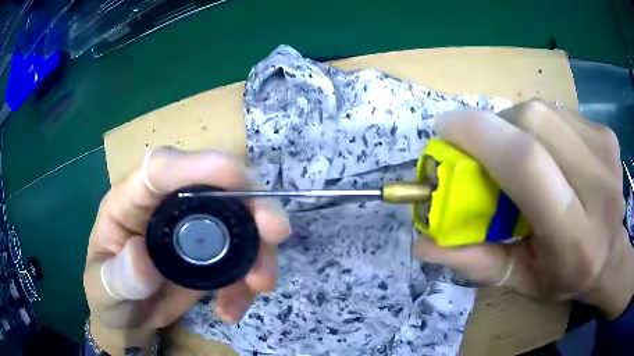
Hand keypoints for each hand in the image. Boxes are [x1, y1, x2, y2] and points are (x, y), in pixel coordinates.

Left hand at [83, 147, 290, 353]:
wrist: (127, 316)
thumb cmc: (106, 293)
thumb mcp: (103, 288)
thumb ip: (119, 276)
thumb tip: (143, 259)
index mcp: (132, 201)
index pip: (162, 167)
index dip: (200, 164)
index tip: (238, 178)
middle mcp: (167, 207)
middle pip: (215, 187)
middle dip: (252, 204)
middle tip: (276, 232)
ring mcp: (192, 231)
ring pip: (238, 223)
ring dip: (259, 250)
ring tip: (260, 286)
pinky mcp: (209, 257)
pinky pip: (239, 260)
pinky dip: (246, 282)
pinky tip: (233, 308)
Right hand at [415, 99, 633, 318]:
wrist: (611, 256)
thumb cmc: (565, 277)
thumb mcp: (520, 281)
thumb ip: (476, 262)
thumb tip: (423, 242)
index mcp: (576, 239)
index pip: (527, 164)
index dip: (480, 135)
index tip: (445, 129)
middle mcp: (599, 188)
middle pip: (534, 123)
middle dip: (497, 128)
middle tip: (486, 150)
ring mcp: (607, 153)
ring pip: (545, 111)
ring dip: (518, 126)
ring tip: (521, 154)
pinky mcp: (607, 135)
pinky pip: (560, 113)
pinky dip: (542, 126)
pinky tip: (549, 151)